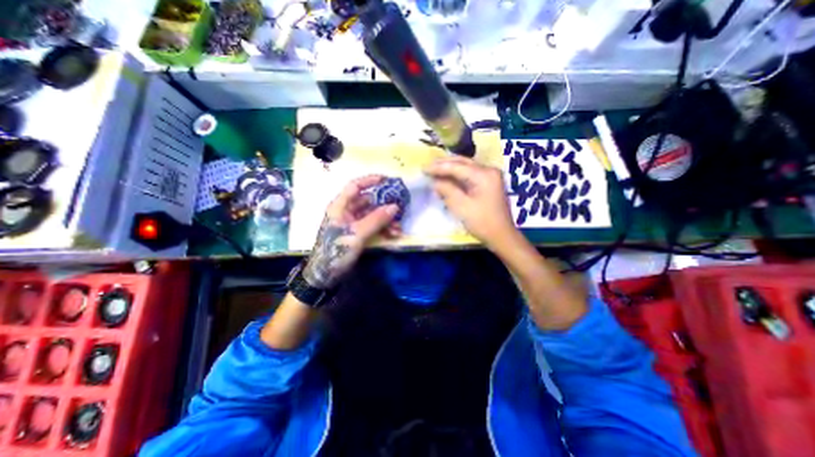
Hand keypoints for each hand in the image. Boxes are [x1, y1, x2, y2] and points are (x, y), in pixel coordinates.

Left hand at [301, 175, 399, 288]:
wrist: (325, 275)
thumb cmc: (336, 251)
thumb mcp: (356, 234)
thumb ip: (376, 219)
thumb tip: (395, 207)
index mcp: (340, 206)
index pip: (355, 186)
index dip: (370, 180)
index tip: (387, 180)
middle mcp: (347, 211)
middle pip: (368, 201)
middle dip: (384, 205)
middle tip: (400, 208)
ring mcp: (353, 223)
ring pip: (373, 215)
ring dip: (386, 220)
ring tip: (398, 229)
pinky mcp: (358, 234)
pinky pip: (373, 226)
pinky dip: (383, 229)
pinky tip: (393, 234)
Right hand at [423, 157, 517, 249]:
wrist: (502, 236)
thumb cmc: (482, 222)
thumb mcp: (461, 206)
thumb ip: (446, 190)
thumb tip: (434, 181)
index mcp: (484, 175)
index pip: (457, 166)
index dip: (438, 167)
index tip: (423, 169)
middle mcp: (489, 170)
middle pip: (462, 162)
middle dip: (444, 164)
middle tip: (427, 167)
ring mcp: (491, 176)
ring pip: (466, 167)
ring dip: (450, 169)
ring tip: (434, 171)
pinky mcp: (489, 183)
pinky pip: (470, 174)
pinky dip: (457, 176)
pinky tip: (447, 179)